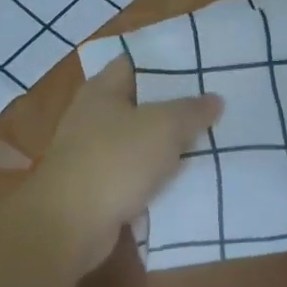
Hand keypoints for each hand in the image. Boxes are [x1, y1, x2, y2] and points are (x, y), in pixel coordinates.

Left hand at [30, 56, 223, 268]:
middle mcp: (93, 115)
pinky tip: (185, 177)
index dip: (166, 62)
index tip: (200, 66)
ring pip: (139, 139)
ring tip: (209, 140)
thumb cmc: (115, 161)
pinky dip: (156, 174)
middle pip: (139, 102)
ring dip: (167, 143)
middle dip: (173, 105)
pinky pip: (135, 172)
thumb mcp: (163, 127)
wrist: (71, 224)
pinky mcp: (97, 185)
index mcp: (102, 90)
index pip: (134, 62)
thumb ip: (191, 110)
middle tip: (214, 105)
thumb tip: (214, 99)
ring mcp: (93, 152)